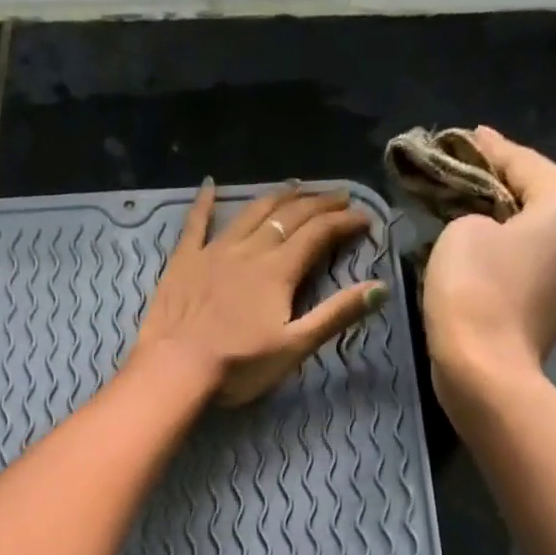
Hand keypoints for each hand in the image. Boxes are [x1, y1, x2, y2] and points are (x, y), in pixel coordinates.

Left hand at [134, 179, 385, 406]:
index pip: (319, 233)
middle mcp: (249, 250)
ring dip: (276, 197)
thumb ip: (336, 315)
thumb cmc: (238, 365)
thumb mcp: (294, 346)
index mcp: (279, 269)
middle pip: (289, 216)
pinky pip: (195, 223)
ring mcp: (213, 251)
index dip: (345, 222)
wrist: (175, 370)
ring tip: (295, 187)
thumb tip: (380, 287)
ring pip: (250, 212)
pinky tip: (209, 185)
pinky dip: (204, 202)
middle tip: (338, 196)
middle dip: (318, 203)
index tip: (365, 218)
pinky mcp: (183, 261)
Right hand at [421, 127, 555, 392]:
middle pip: (538, 201)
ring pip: (535, 239)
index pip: (526, 164)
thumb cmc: (474, 290)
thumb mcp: (460, 233)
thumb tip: (485, 229)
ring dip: (504, 227)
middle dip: (501, 188)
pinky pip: (529, 271)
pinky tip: (480, 259)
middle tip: (466, 177)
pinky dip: (506, 259)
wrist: (486, 371)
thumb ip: (473, 214)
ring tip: (469, 218)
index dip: (491, 148)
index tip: (468, 136)